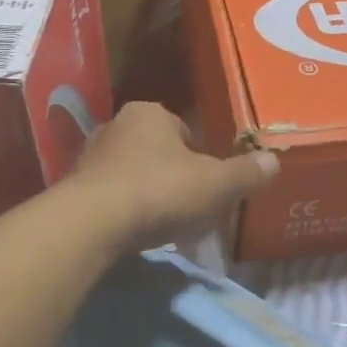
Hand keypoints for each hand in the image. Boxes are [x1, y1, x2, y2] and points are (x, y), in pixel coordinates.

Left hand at [70, 102, 278, 251]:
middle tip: (189, 205)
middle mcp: (116, 125)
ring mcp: (89, 156)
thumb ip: (245, 173)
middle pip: (156, 151)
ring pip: (131, 173)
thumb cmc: (160, 190)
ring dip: (147, 193)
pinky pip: (110, 196)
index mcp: (150, 113)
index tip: (209, 184)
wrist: (92, 223)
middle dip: (172, 175)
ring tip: (163, 223)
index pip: (184, 130)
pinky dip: (124, 211)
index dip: (200, 157)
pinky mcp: (73, 188)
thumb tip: (273, 161)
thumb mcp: (215, 184)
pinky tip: (135, 233)